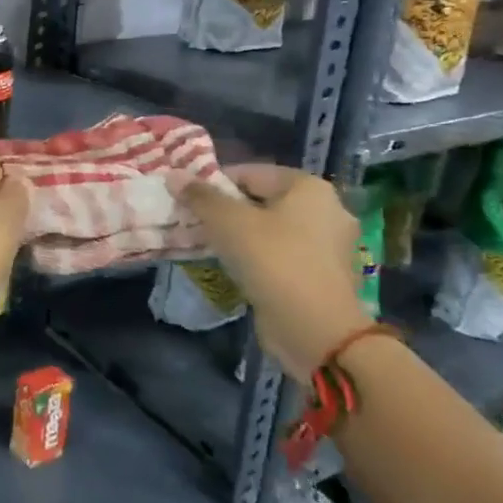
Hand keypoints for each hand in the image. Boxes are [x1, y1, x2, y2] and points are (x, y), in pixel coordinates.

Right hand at [169, 164, 372, 375]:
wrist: (316, 329)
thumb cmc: (272, 261)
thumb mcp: (227, 222)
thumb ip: (200, 196)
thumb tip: (174, 175)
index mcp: (309, 188)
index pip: (249, 173)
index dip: (213, 184)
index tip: (187, 201)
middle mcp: (326, 210)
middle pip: (261, 201)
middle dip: (225, 211)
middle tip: (193, 223)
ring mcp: (328, 245)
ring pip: (270, 229)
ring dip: (239, 235)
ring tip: (208, 245)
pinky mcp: (322, 274)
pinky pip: (280, 254)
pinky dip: (256, 257)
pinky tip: (233, 267)